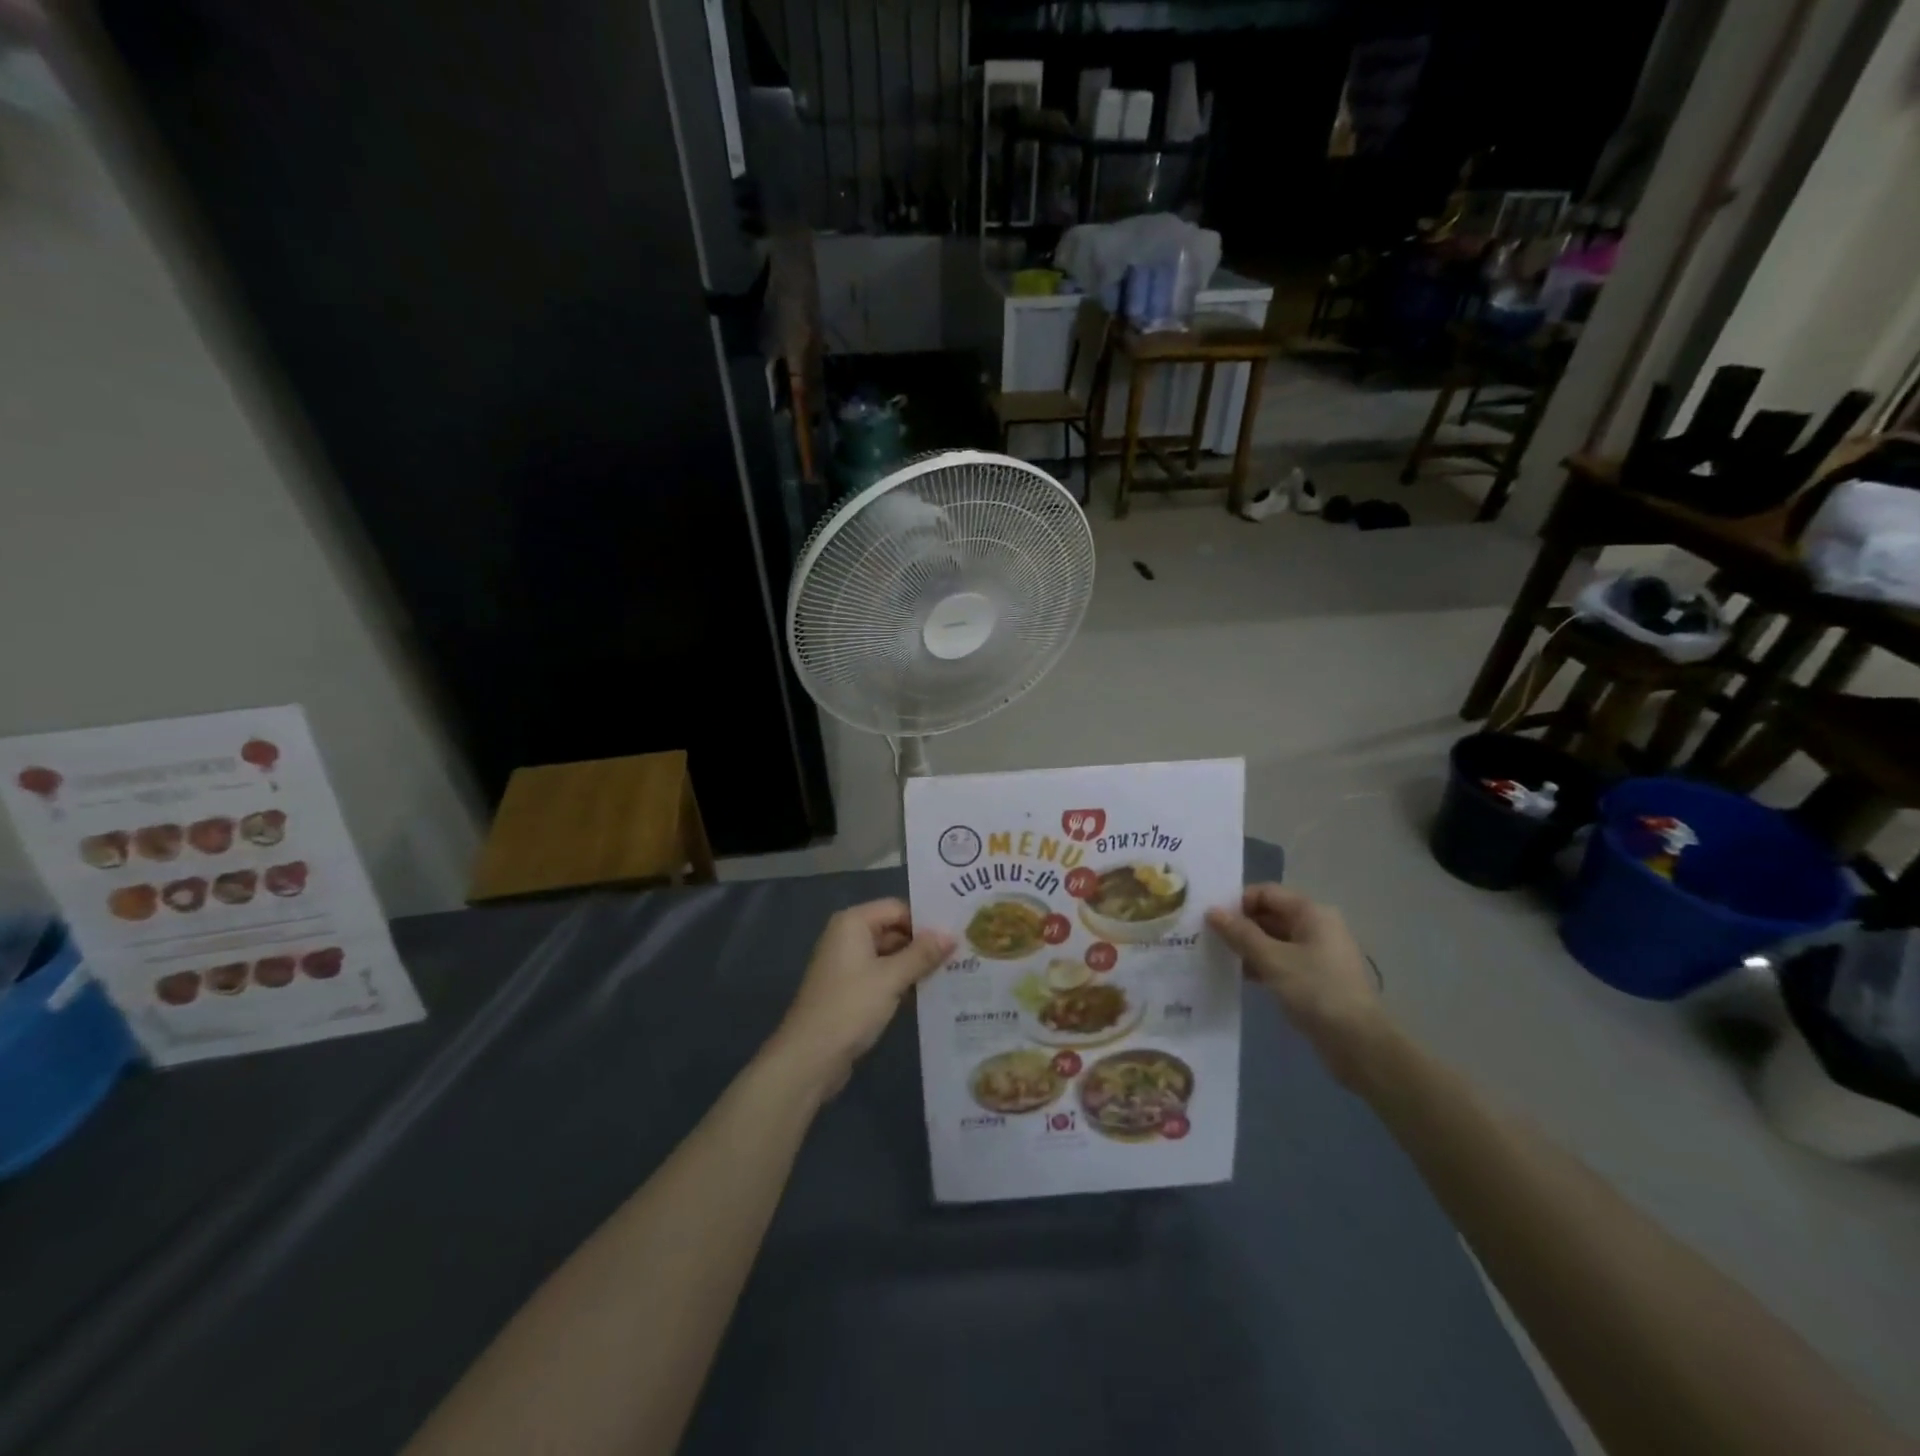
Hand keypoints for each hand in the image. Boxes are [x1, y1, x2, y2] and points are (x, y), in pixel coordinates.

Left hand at [765, 899, 953, 1097]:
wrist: (809, 1057)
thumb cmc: (850, 1007)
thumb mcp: (891, 978)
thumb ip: (922, 955)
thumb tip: (952, 935)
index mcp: (852, 923)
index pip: (897, 909)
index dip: (925, 922)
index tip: (956, 937)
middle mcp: (847, 937)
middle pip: (893, 930)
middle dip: (922, 945)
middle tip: (960, 956)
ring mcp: (847, 965)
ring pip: (889, 955)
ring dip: (914, 965)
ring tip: (952, 973)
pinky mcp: (849, 990)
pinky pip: (881, 976)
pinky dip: (901, 982)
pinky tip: (928, 993)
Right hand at [1206, 884, 1390, 1088]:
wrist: (1359, 1044)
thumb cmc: (1316, 991)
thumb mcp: (1273, 960)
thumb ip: (1240, 934)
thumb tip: (1212, 912)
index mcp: (1311, 913)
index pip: (1266, 893)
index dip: (1238, 902)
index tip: (1212, 920)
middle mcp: (1317, 926)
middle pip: (1270, 914)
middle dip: (1240, 925)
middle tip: (1208, 938)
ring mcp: (1318, 953)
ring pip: (1274, 939)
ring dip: (1248, 946)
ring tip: (1219, 957)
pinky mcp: (1316, 977)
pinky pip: (1282, 960)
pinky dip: (1262, 964)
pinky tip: (1240, 976)